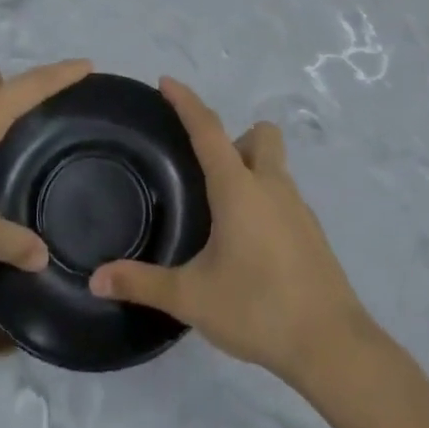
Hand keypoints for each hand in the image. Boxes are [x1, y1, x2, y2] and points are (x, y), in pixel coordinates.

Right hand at [89, 78, 369, 386]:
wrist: (332, 346)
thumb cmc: (258, 308)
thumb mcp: (192, 298)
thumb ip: (143, 283)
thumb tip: (96, 279)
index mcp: (238, 188)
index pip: (208, 129)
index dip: (186, 102)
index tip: (166, 82)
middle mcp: (271, 186)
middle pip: (258, 135)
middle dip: (233, 138)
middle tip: (206, 173)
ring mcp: (298, 208)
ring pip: (274, 165)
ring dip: (250, 169)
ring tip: (222, 212)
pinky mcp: (312, 233)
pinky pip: (284, 196)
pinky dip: (264, 201)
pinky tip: (249, 244)